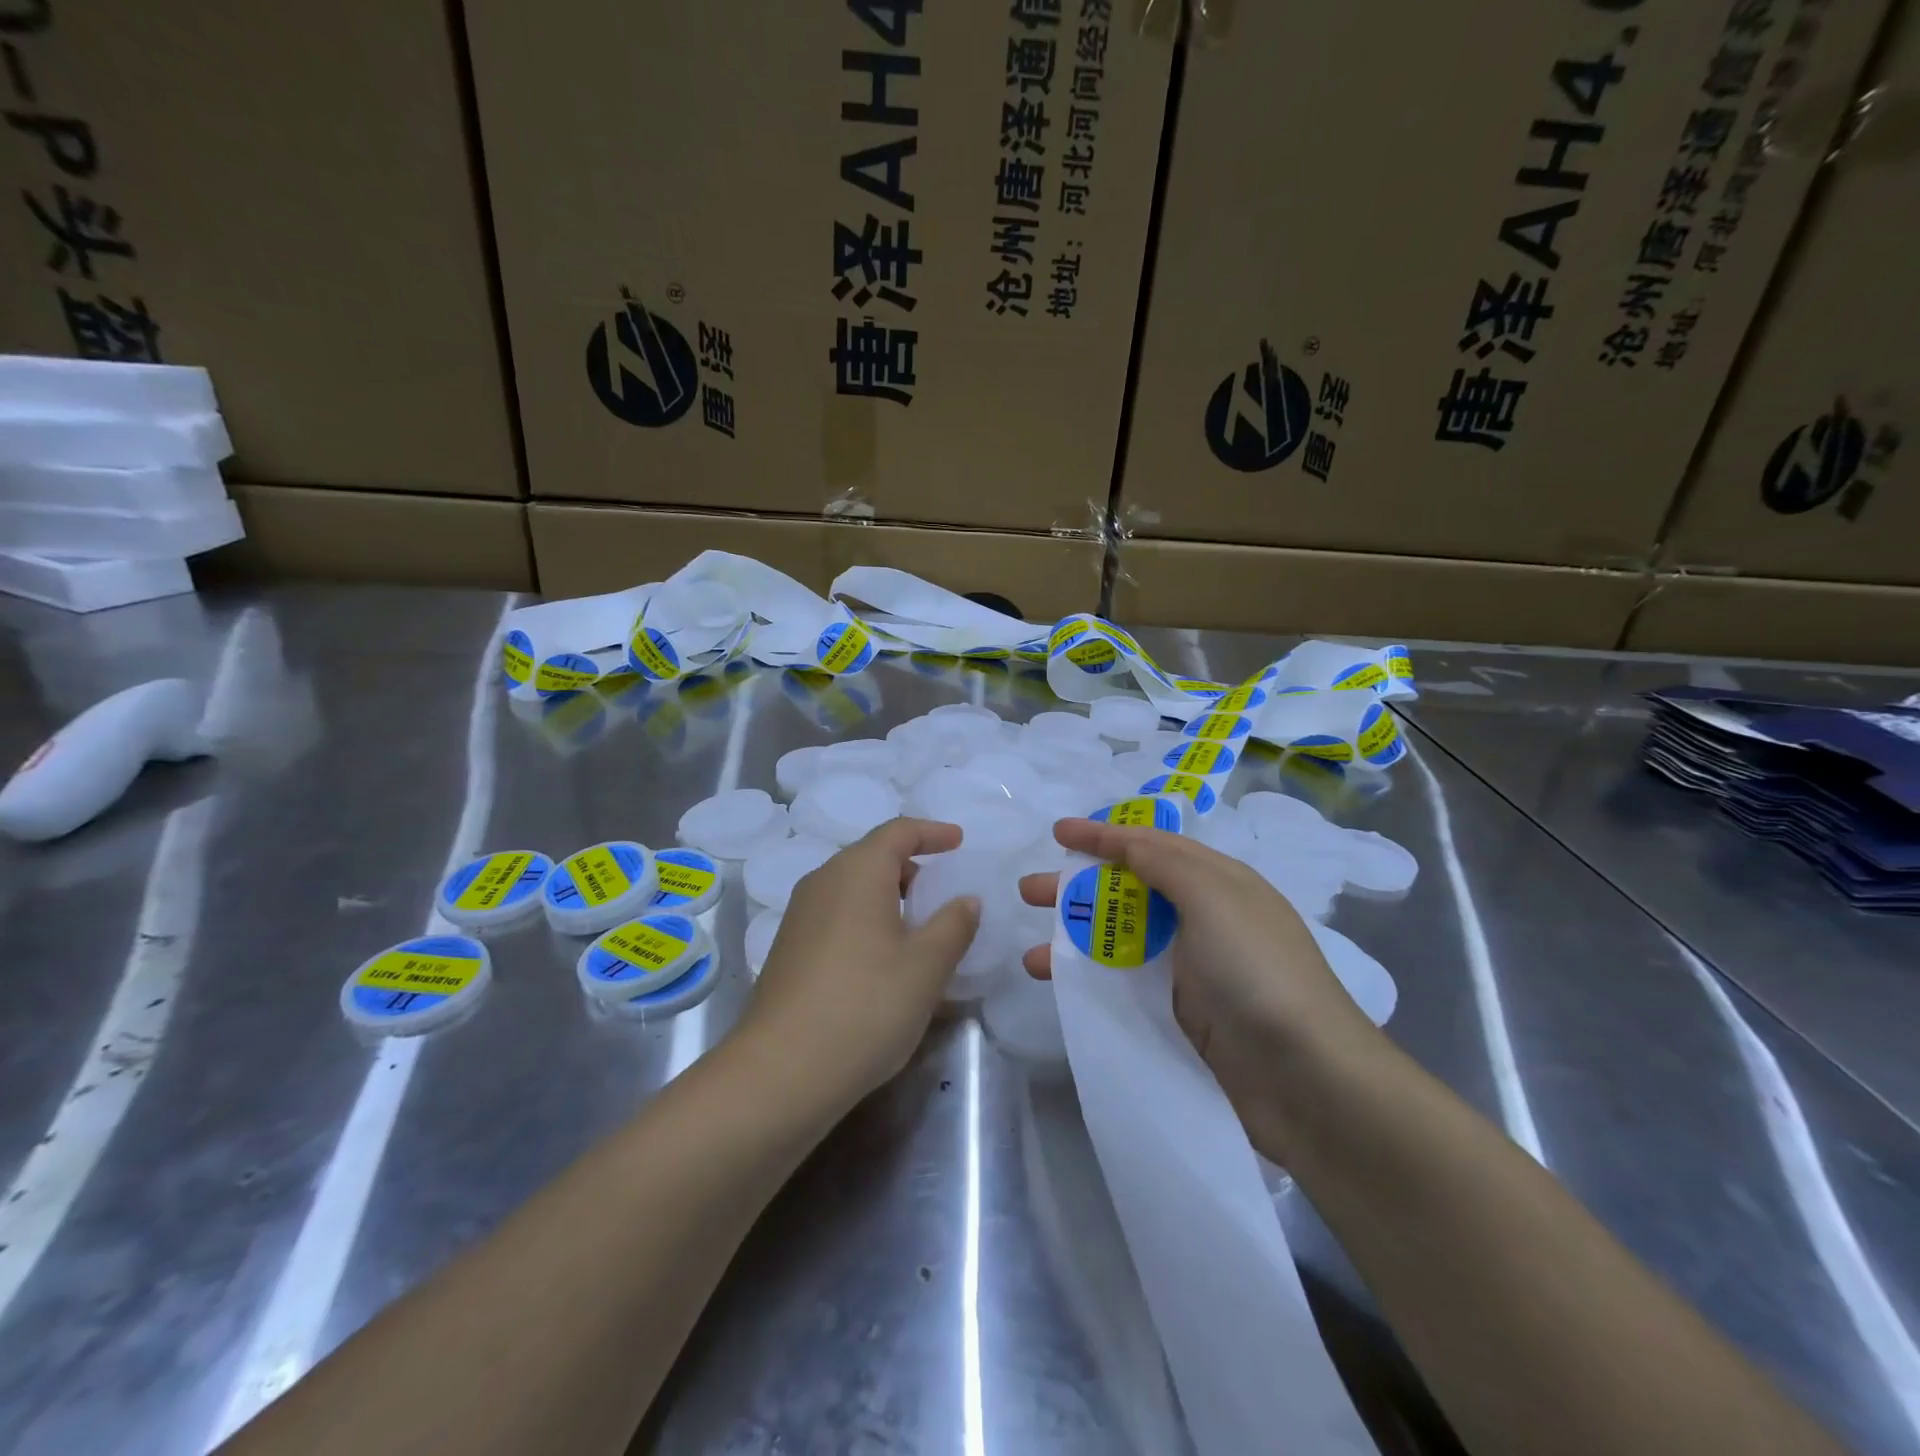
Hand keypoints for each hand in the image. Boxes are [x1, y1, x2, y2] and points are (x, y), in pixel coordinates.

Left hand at [737, 817, 980, 1111]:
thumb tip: (966, 899)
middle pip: (872, 857)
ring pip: (853, 889)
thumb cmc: (866, 1006)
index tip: (959, 842)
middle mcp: (823, 882)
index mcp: (857, 872)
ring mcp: (800, 916)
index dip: (932, 832)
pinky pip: (837, 917)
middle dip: (912, 868)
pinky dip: (867, 922)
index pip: (898, 831)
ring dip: (889, 899)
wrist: (781, 1072)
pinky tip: (884, 963)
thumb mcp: (926, 967)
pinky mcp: (789, 949)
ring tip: (920, 931)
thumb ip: (954, 925)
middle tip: (943, 894)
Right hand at [1019, 818, 1384, 1162]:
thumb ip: (1163, 862)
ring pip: (1119, 941)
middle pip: (1128, 890)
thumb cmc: (1257, 971)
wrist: (1308, 1080)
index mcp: (1217, 883)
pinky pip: (1124, 983)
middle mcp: (1203, 919)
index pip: (1150, 845)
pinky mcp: (1180, 1015)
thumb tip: (1125, 840)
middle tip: (1029, 891)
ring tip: (1030, 954)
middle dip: (1077, 886)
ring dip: (1074, 939)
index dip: (1103, 835)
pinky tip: (1058, 987)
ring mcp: (1191, 970)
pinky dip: (1089, 979)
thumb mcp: (1213, 897)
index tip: (1057, 833)